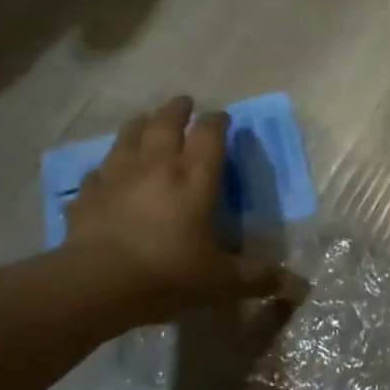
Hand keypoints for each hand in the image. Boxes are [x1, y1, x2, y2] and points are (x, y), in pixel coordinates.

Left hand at [62, 98, 297, 326]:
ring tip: (144, 121)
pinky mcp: (88, 195)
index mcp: (195, 178)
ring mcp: (117, 176)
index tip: (223, 117)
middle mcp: (157, 166)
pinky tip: (105, 175)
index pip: (210, 134)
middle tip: (184, 103)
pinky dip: (105, 169)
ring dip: (139, 126)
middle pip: (166, 123)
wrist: (95, 284)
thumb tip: (302, 287)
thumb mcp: (222, 281)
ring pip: (128, 137)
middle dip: (177, 110)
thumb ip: (259, 278)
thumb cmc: (168, 273)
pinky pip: (97, 172)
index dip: (218, 121)